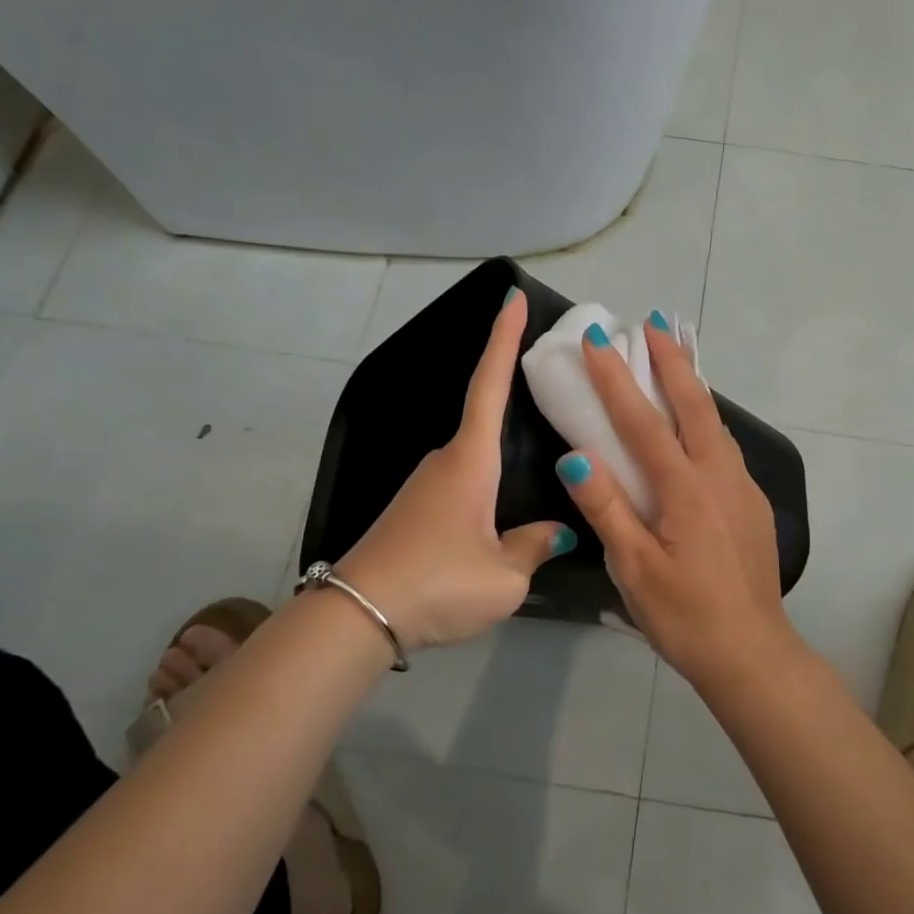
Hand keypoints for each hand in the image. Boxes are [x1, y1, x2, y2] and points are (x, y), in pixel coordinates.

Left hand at [335, 289, 573, 650]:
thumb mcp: (504, 576)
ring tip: (541, 462)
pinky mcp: (416, 510)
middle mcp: (446, 461)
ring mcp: (425, 485)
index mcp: (470, 460)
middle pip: (485, 416)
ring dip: (504, 453)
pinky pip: (463, 482)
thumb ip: (535, 546)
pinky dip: (488, 482)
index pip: (489, 385)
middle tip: (557, 390)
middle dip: (515, 396)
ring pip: (476, 457)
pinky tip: (504, 510)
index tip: (511, 296)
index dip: (503, 338)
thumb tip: (555, 530)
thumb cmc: (438, 583)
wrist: (357, 617)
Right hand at [557, 311, 797, 686]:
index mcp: (685, 489)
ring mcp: (742, 488)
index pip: (643, 421)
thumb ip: (607, 507)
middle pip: (695, 404)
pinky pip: (726, 447)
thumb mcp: (634, 568)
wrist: (752, 653)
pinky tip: (698, 427)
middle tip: (655, 321)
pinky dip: (707, 419)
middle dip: (672, 359)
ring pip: (717, 422)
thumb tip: (576, 454)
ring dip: (694, 385)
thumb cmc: (684, 616)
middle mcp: (719, 476)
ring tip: (677, 358)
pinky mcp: (753, 505)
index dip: (617, 379)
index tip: (598, 340)